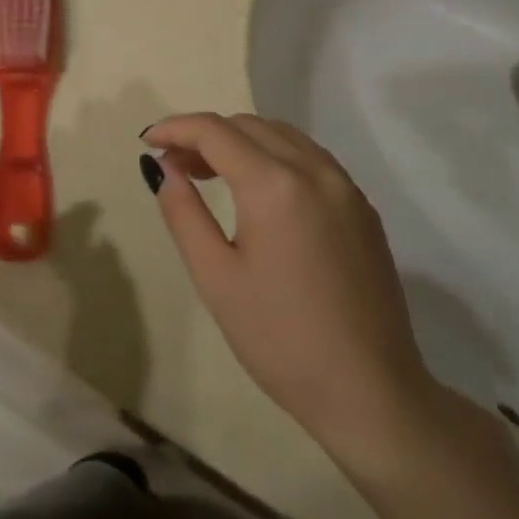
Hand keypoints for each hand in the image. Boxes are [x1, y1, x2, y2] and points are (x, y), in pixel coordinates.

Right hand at [143, 113, 444, 475]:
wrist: (371, 392)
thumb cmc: (280, 339)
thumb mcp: (215, 277)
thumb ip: (183, 212)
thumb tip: (165, 167)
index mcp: (275, 185)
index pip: (215, 131)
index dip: (175, 129)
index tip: (148, 141)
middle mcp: (314, 170)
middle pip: (249, 125)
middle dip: (205, 135)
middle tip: (174, 164)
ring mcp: (345, 186)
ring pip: (282, 135)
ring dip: (240, 140)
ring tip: (209, 172)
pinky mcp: (362, 207)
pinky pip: (310, 157)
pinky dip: (273, 155)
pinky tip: (257, 189)